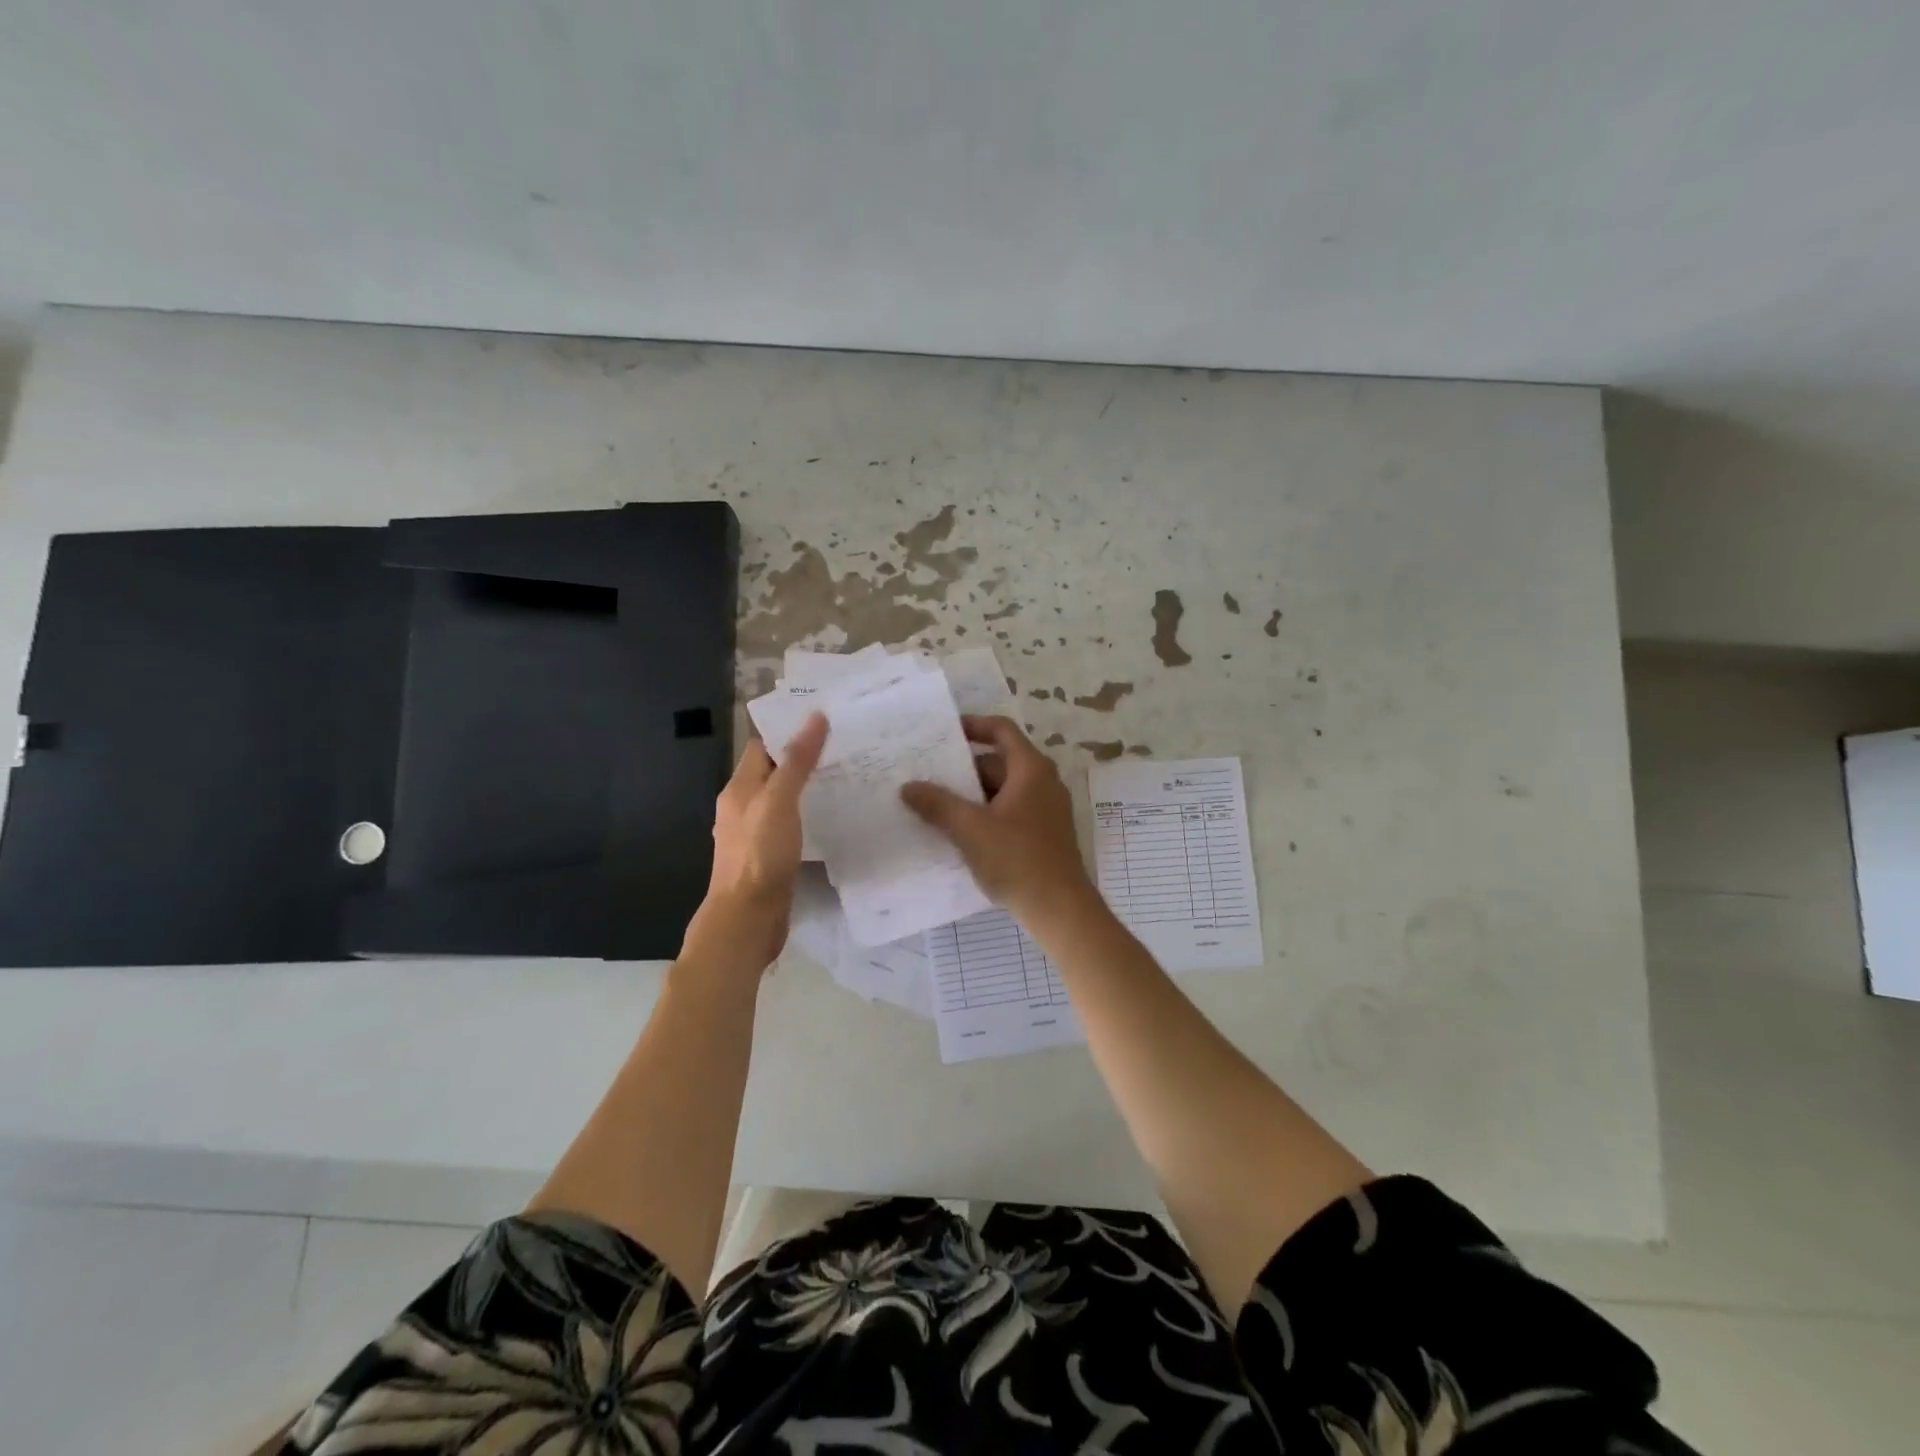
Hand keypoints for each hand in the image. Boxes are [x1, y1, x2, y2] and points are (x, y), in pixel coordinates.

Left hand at [684, 713, 828, 971]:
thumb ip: (796, 761)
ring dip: (807, 789)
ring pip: (782, 801)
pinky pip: (789, 826)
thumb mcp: (779, 801)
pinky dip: (807, 816)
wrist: (747, 919)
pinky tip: (831, 819)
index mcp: (739, 789)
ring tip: (845, 778)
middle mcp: (742, 808)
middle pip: (772, 772)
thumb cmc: (759, 855)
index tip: (826, 721)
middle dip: (802, 759)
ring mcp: (754, 835)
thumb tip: (815, 717)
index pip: (762, 747)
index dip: (789, 731)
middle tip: (845, 748)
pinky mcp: (768, 858)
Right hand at [901, 715, 1096, 924]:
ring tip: (935, 804)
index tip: (944, 733)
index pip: (1002, 730)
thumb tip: (908, 787)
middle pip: (999, 762)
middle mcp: (1043, 783)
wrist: (1060, 909)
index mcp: (1031, 770)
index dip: (974, 725)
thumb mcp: (970, 829)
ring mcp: (1046, 810)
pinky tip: (959, 832)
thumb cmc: (1017, 859)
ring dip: (972, 795)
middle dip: (964, 768)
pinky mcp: (1043, 835)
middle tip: (929, 774)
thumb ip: (938, 804)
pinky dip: (985, 814)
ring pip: (1002, 790)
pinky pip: (1009, 812)